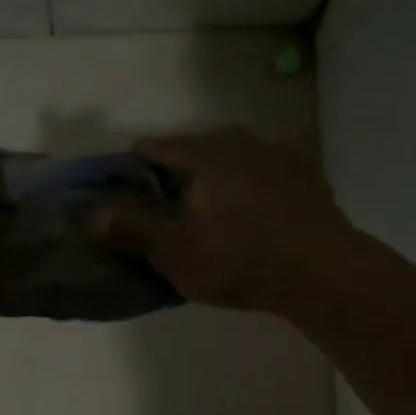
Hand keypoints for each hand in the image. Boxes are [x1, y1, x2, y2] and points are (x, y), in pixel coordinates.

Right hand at [95, 127, 352, 314]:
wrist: (321, 271)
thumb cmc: (238, 261)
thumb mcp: (175, 253)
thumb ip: (133, 230)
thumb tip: (94, 214)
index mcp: (204, 156)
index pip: (159, 147)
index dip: (138, 161)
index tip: (128, 177)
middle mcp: (241, 143)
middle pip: (199, 147)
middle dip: (181, 167)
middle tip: (170, 197)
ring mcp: (280, 155)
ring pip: (236, 156)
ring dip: (220, 172)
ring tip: (214, 202)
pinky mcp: (308, 175)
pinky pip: (268, 172)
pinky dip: (254, 184)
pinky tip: (256, 208)